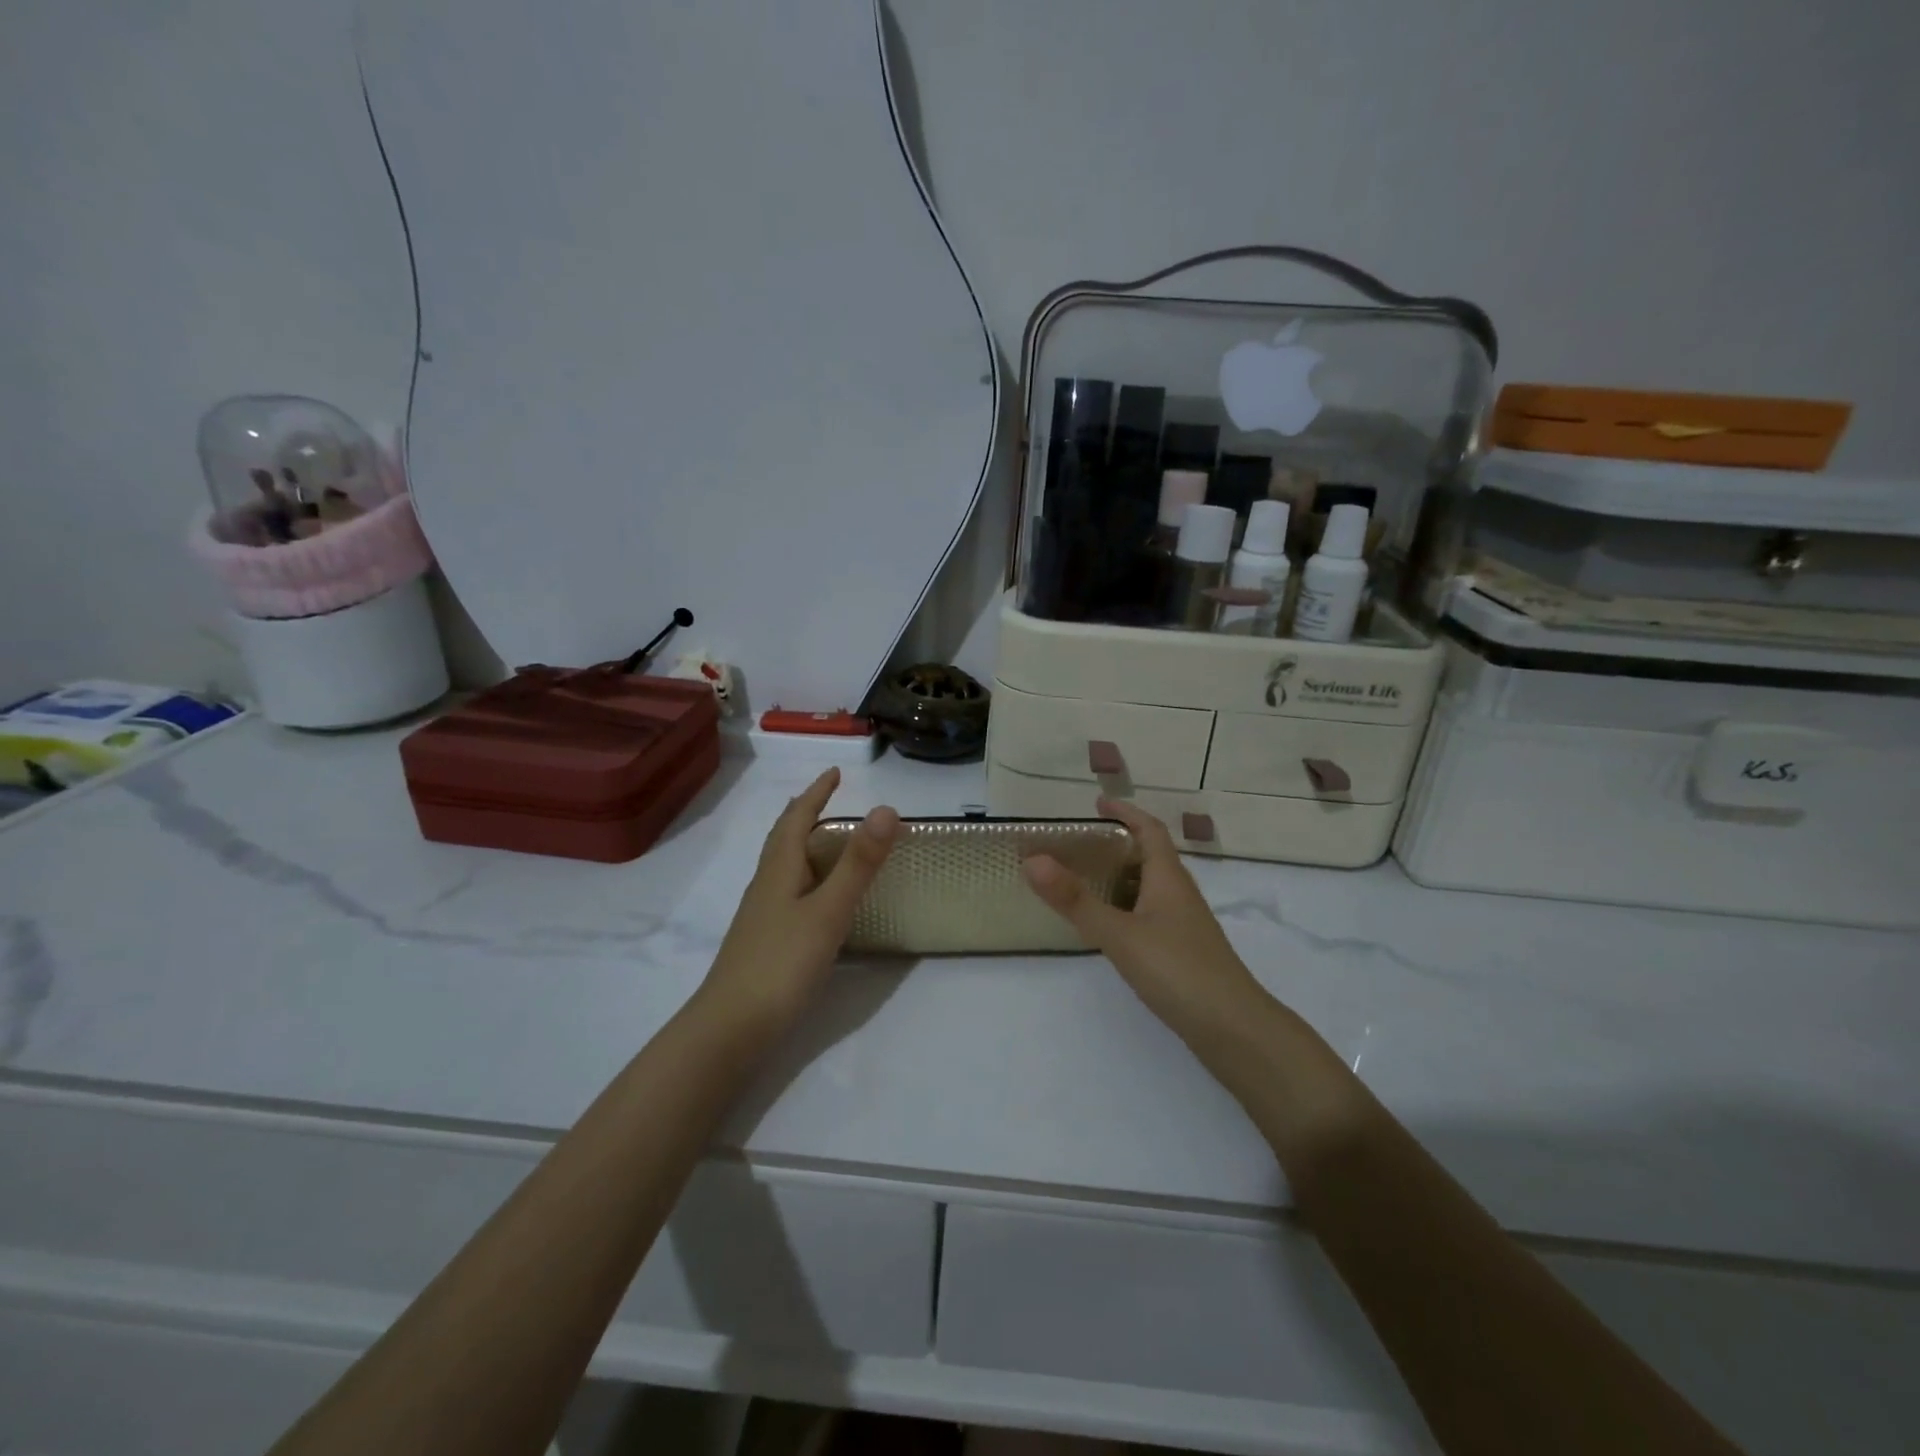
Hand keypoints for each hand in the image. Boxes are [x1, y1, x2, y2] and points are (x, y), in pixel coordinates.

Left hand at [698, 768, 898, 1033]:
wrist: (731, 1029)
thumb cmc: (781, 964)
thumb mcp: (828, 911)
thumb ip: (858, 864)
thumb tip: (886, 809)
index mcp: (780, 869)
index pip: (797, 818)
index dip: (816, 793)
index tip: (835, 772)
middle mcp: (767, 884)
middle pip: (783, 838)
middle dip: (805, 813)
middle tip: (828, 798)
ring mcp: (762, 914)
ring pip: (783, 865)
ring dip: (803, 843)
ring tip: (826, 840)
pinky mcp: (765, 939)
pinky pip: (787, 890)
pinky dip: (805, 875)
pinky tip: (814, 898)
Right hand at [1022, 798, 1266, 1038]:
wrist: (1234, 1029)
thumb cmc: (1178, 971)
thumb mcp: (1119, 933)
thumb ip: (1075, 900)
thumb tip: (1032, 859)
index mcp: (1168, 878)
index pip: (1149, 830)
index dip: (1126, 812)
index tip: (1097, 803)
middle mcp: (1178, 894)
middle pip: (1150, 856)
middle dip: (1118, 844)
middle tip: (1078, 845)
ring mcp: (1184, 925)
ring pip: (1149, 888)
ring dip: (1120, 877)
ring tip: (1085, 880)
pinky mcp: (1183, 952)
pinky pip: (1149, 914)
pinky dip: (1126, 908)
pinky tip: (1108, 927)